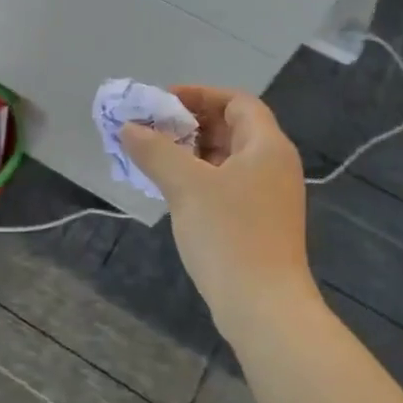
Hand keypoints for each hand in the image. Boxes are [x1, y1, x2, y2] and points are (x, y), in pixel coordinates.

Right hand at [122, 88, 313, 332]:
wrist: (263, 306)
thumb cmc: (228, 234)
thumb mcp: (185, 186)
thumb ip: (155, 150)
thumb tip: (129, 128)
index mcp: (267, 147)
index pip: (237, 102)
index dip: (199, 95)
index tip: (162, 102)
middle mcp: (274, 165)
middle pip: (232, 128)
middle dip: (190, 123)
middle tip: (151, 129)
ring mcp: (269, 197)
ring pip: (227, 159)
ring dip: (191, 152)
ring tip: (154, 156)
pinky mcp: (259, 222)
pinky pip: (227, 184)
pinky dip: (200, 177)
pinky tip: (172, 189)